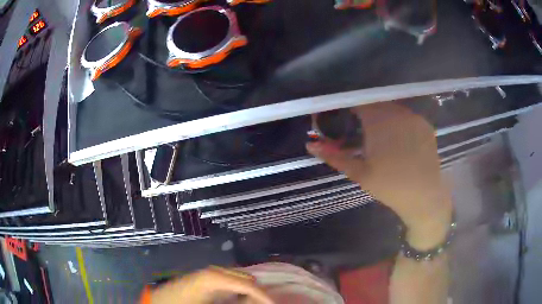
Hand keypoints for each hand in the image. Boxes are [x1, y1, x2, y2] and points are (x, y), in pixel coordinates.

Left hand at [147, 266, 273, 303]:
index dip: (263, 295)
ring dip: (249, 291)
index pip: (248, 284)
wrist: (163, 301)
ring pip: (240, 278)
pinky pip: (231, 281)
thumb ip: (236, 302)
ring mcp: (210, 273)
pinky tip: (238, 299)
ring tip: (253, 302)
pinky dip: (239, 290)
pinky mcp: (208, 277)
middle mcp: (215, 271)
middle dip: (258, 292)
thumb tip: (254, 300)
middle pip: (246, 278)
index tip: (274, 303)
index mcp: (215, 278)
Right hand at [307, 104, 452, 249]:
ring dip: (383, 116)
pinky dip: (399, 121)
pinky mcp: (425, 125)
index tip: (345, 118)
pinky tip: (398, 138)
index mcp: (378, 122)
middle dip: (366, 112)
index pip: (358, 102)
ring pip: (392, 107)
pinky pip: (407, 115)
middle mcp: (397, 113)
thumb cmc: (389, 186)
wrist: (424, 197)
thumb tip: (310, 145)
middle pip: (376, 103)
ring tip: (380, 135)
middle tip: (361, 130)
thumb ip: (334, 156)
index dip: (349, 108)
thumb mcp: (359, 173)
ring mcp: (414, 117)